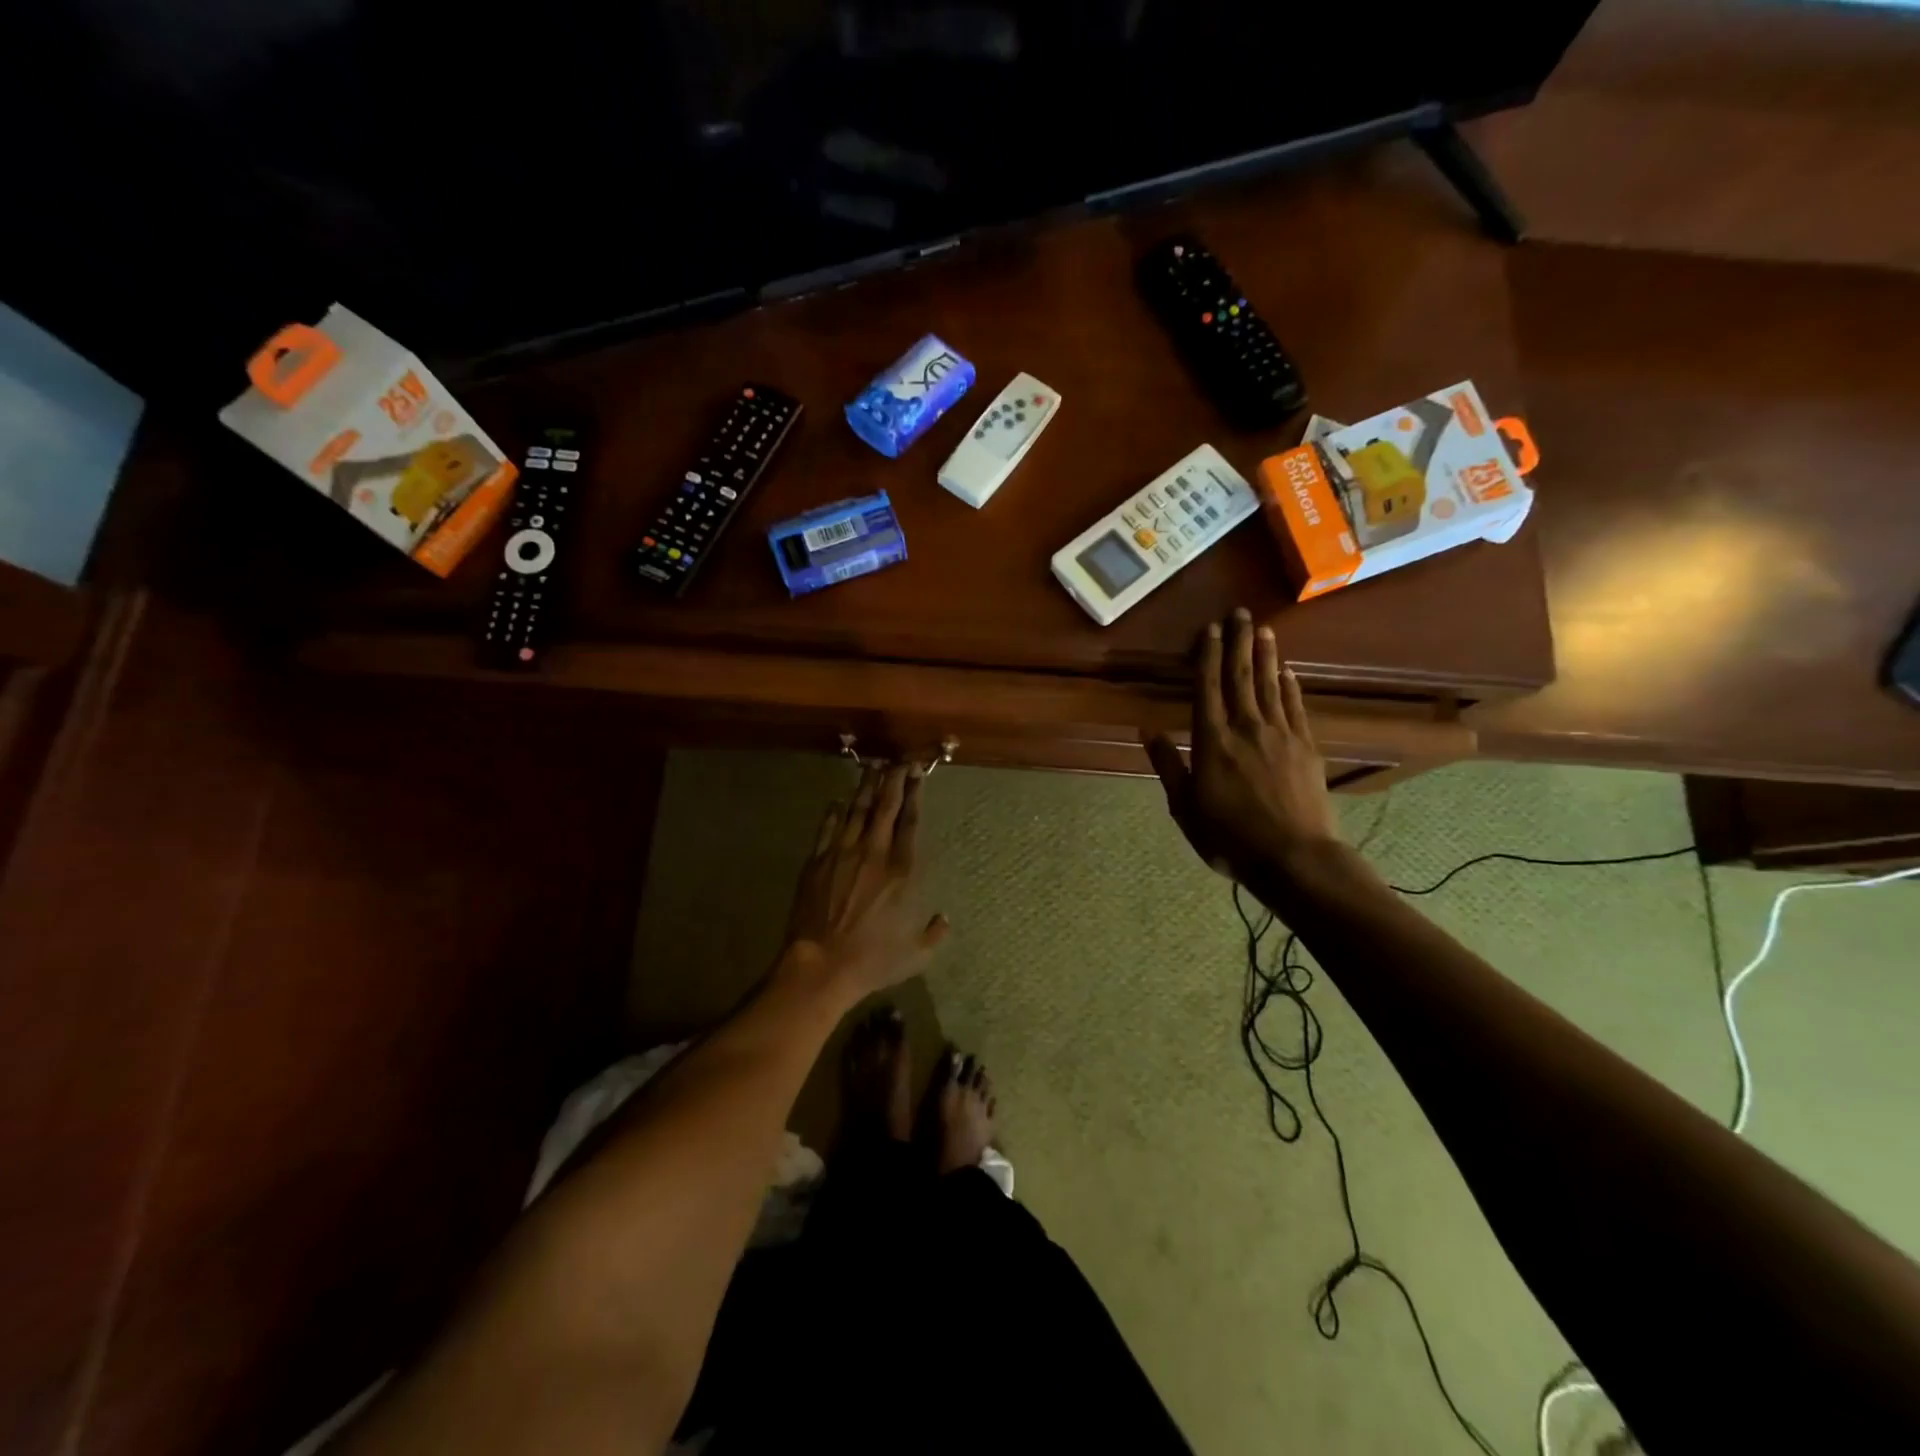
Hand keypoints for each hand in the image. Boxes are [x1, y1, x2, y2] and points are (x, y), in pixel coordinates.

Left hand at [783, 764, 949, 1000]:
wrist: (821, 966)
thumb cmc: (872, 960)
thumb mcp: (915, 955)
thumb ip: (933, 934)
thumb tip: (943, 920)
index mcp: (902, 871)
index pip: (910, 821)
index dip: (914, 794)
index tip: (917, 773)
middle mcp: (874, 853)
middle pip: (884, 806)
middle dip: (892, 779)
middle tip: (897, 760)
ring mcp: (842, 854)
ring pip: (856, 810)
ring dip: (866, 787)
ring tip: (872, 768)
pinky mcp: (816, 862)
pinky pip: (827, 829)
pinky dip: (833, 813)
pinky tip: (838, 801)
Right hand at [1146, 608, 1340, 882]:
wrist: (1293, 858)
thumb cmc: (1229, 837)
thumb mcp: (1185, 808)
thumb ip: (1168, 766)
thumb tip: (1148, 730)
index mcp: (1212, 741)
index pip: (1208, 687)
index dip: (1208, 655)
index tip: (1210, 629)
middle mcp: (1246, 727)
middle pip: (1241, 676)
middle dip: (1239, 643)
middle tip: (1240, 613)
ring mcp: (1280, 735)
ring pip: (1270, 685)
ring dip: (1266, 655)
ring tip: (1264, 630)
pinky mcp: (1306, 747)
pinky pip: (1295, 707)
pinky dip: (1290, 686)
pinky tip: (1288, 671)